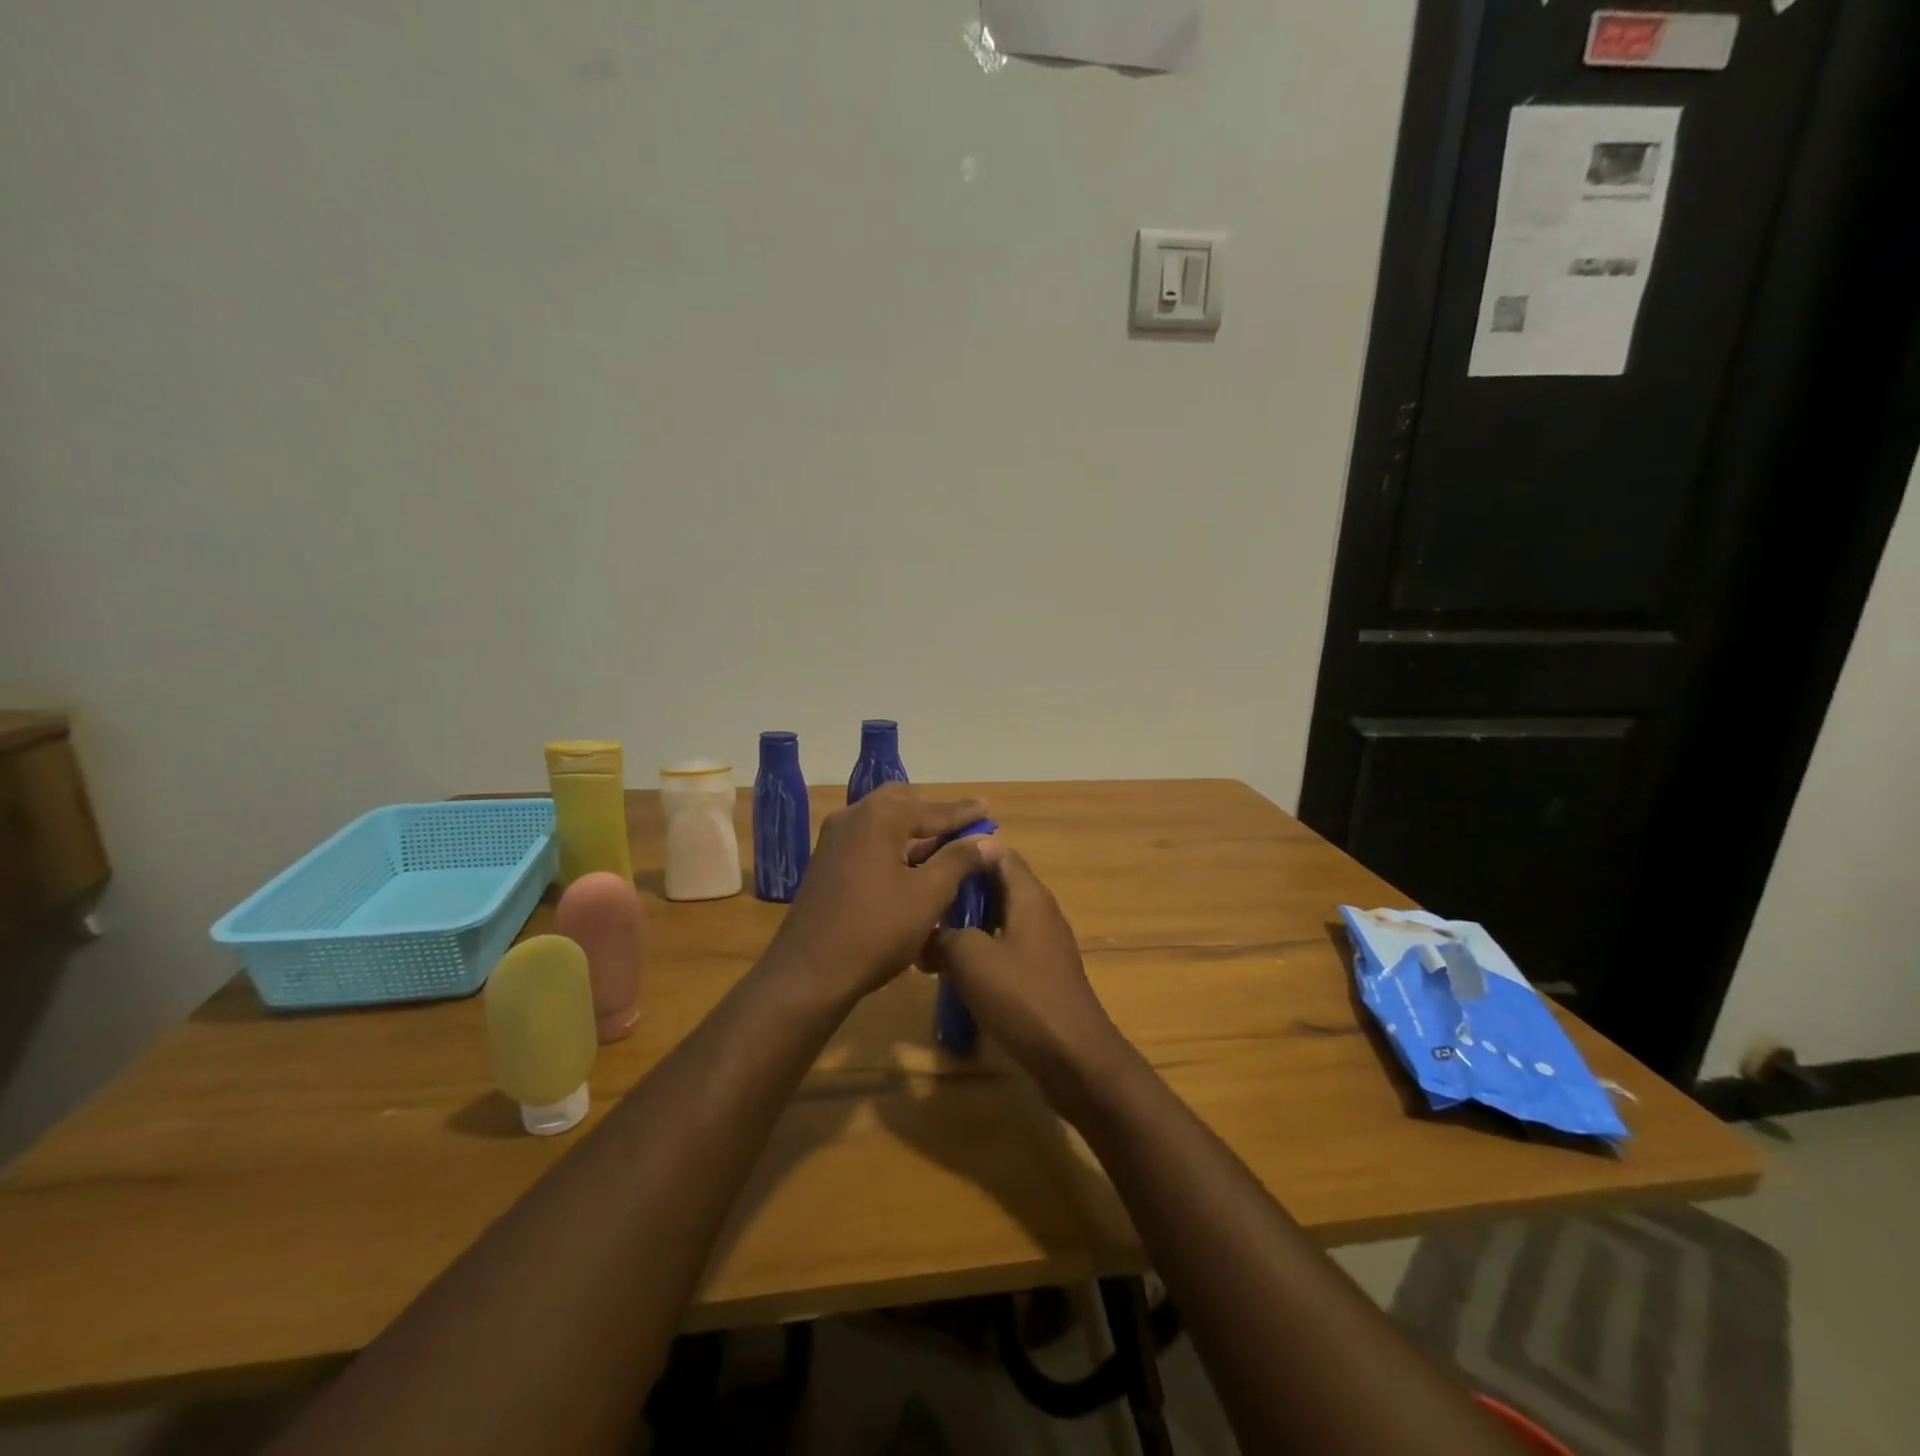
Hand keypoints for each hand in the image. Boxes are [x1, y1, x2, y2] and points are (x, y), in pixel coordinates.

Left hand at [769, 784, 1002, 1004]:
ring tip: (944, 844)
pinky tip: (912, 864)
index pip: (932, 809)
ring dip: (914, 829)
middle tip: (964, 825)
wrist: (808, 973)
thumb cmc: (875, 931)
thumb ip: (959, 860)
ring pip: (883, 821)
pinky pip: (869, 839)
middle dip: (935, 813)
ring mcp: (835, 839)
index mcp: (879, 817)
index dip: (964, 813)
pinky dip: (894, 844)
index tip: (989, 808)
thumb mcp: (928, 895)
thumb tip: (990, 839)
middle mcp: (853, 817)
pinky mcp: (827, 862)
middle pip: (902, 802)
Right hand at [923, 850, 1129, 1108]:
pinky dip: (978, 951)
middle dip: (958, 890)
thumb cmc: (1022, 996)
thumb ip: (943, 934)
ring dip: (964, 925)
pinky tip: (950, 970)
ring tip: (925, 936)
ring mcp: (1042, 943)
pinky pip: (1004, 947)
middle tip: (919, 899)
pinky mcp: (1039, 972)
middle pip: (995, 885)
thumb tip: (924, 930)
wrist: (1073, 1057)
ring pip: (996, 919)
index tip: (928, 857)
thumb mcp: (970, 958)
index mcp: (1028, 895)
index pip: (997, 851)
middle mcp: (1039, 911)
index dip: (964, 850)